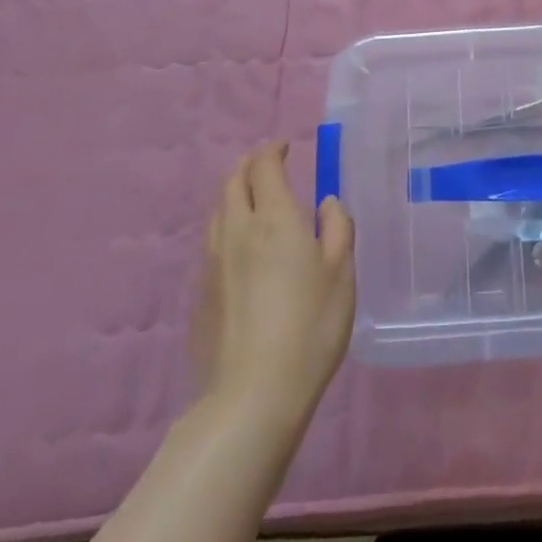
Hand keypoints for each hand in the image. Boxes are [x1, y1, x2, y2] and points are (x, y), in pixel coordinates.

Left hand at [193, 142, 354, 428]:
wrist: (252, 395)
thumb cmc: (309, 327)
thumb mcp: (341, 274)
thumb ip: (337, 229)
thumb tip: (326, 204)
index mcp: (274, 219)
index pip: (264, 167)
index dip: (272, 150)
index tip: (285, 146)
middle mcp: (237, 231)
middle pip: (232, 182)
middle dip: (249, 165)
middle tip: (267, 165)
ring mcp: (212, 263)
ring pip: (218, 212)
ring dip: (234, 195)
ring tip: (254, 203)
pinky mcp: (200, 294)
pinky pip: (212, 244)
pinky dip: (227, 229)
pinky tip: (242, 251)